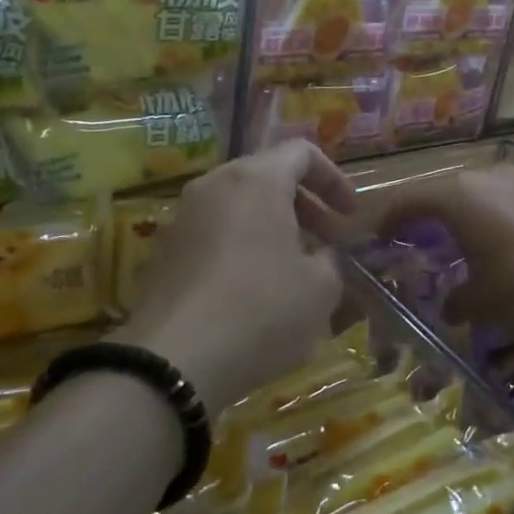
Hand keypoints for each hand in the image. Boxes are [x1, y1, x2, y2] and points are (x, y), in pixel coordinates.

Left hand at [116, 141, 354, 415]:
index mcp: (256, 180)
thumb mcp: (321, 288)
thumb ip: (333, 260)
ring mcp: (183, 218)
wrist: (173, 361)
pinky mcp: (164, 252)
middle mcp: (214, 186)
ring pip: (238, 206)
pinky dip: (242, 247)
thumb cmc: (260, 310)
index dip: (334, 179)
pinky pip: (214, 234)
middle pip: (267, 175)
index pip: (301, 152)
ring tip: (293, 268)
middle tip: (327, 242)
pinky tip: (253, 292)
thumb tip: (325, 255)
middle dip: (304, 205)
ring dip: (272, 227)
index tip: (350, 216)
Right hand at [371, 164, 513, 343]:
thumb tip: (451, 308)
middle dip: (425, 212)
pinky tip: (496, 240)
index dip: (390, 217)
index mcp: (457, 197)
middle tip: (413, 234)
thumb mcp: (481, 302)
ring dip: (461, 212)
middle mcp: (485, 178)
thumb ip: (458, 301)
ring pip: (476, 192)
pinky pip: (503, 199)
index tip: (379, 234)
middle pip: (442, 190)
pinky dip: (490, 216)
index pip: (409, 199)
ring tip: (455, 237)